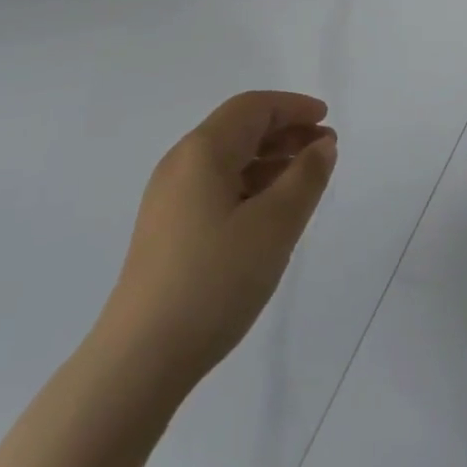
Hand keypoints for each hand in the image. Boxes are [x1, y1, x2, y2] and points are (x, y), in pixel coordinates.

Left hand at [102, 91, 336, 392]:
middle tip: (324, 150)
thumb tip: (322, 145)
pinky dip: (250, 185)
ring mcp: (169, 198)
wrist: (140, 359)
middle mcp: (181, 163)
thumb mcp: (274, 226)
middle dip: (285, 132)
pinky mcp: (167, 230)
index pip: (253, 107)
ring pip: (228, 160)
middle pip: (239, 129)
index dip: (293, 106)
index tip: (327, 119)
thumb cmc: (214, 280)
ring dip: (269, 160)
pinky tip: (269, 212)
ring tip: (305, 180)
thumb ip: (305, 179)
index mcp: (202, 150)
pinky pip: (216, 187)